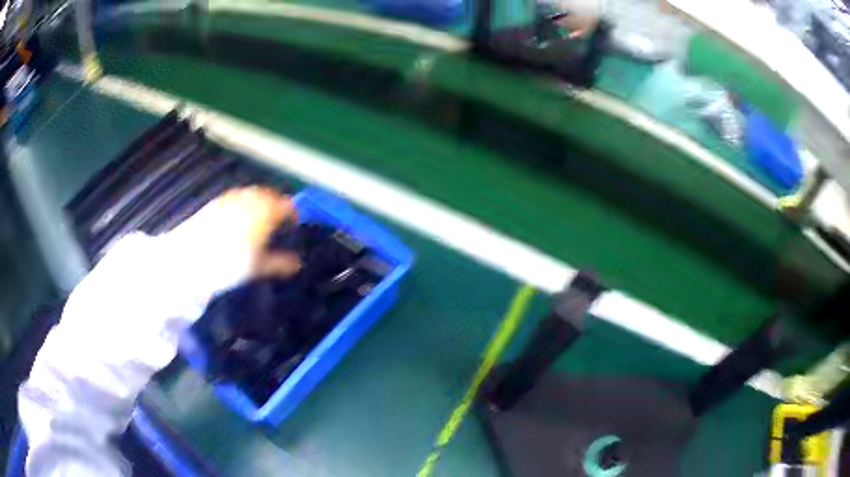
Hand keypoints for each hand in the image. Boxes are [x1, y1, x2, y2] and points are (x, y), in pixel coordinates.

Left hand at [201, 186, 301, 278]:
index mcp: (266, 212)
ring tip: (260, 219)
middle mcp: (251, 199)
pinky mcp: (218, 200)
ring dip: (261, 202)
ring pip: (253, 193)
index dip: (294, 213)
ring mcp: (233, 197)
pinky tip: (240, 218)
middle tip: (279, 220)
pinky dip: (244, 203)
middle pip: (270, 195)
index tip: (295, 223)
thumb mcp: (258, 267)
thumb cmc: (230, 263)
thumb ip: (279, 263)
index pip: (287, 205)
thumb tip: (297, 264)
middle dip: (277, 204)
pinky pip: (238, 196)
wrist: (192, 257)